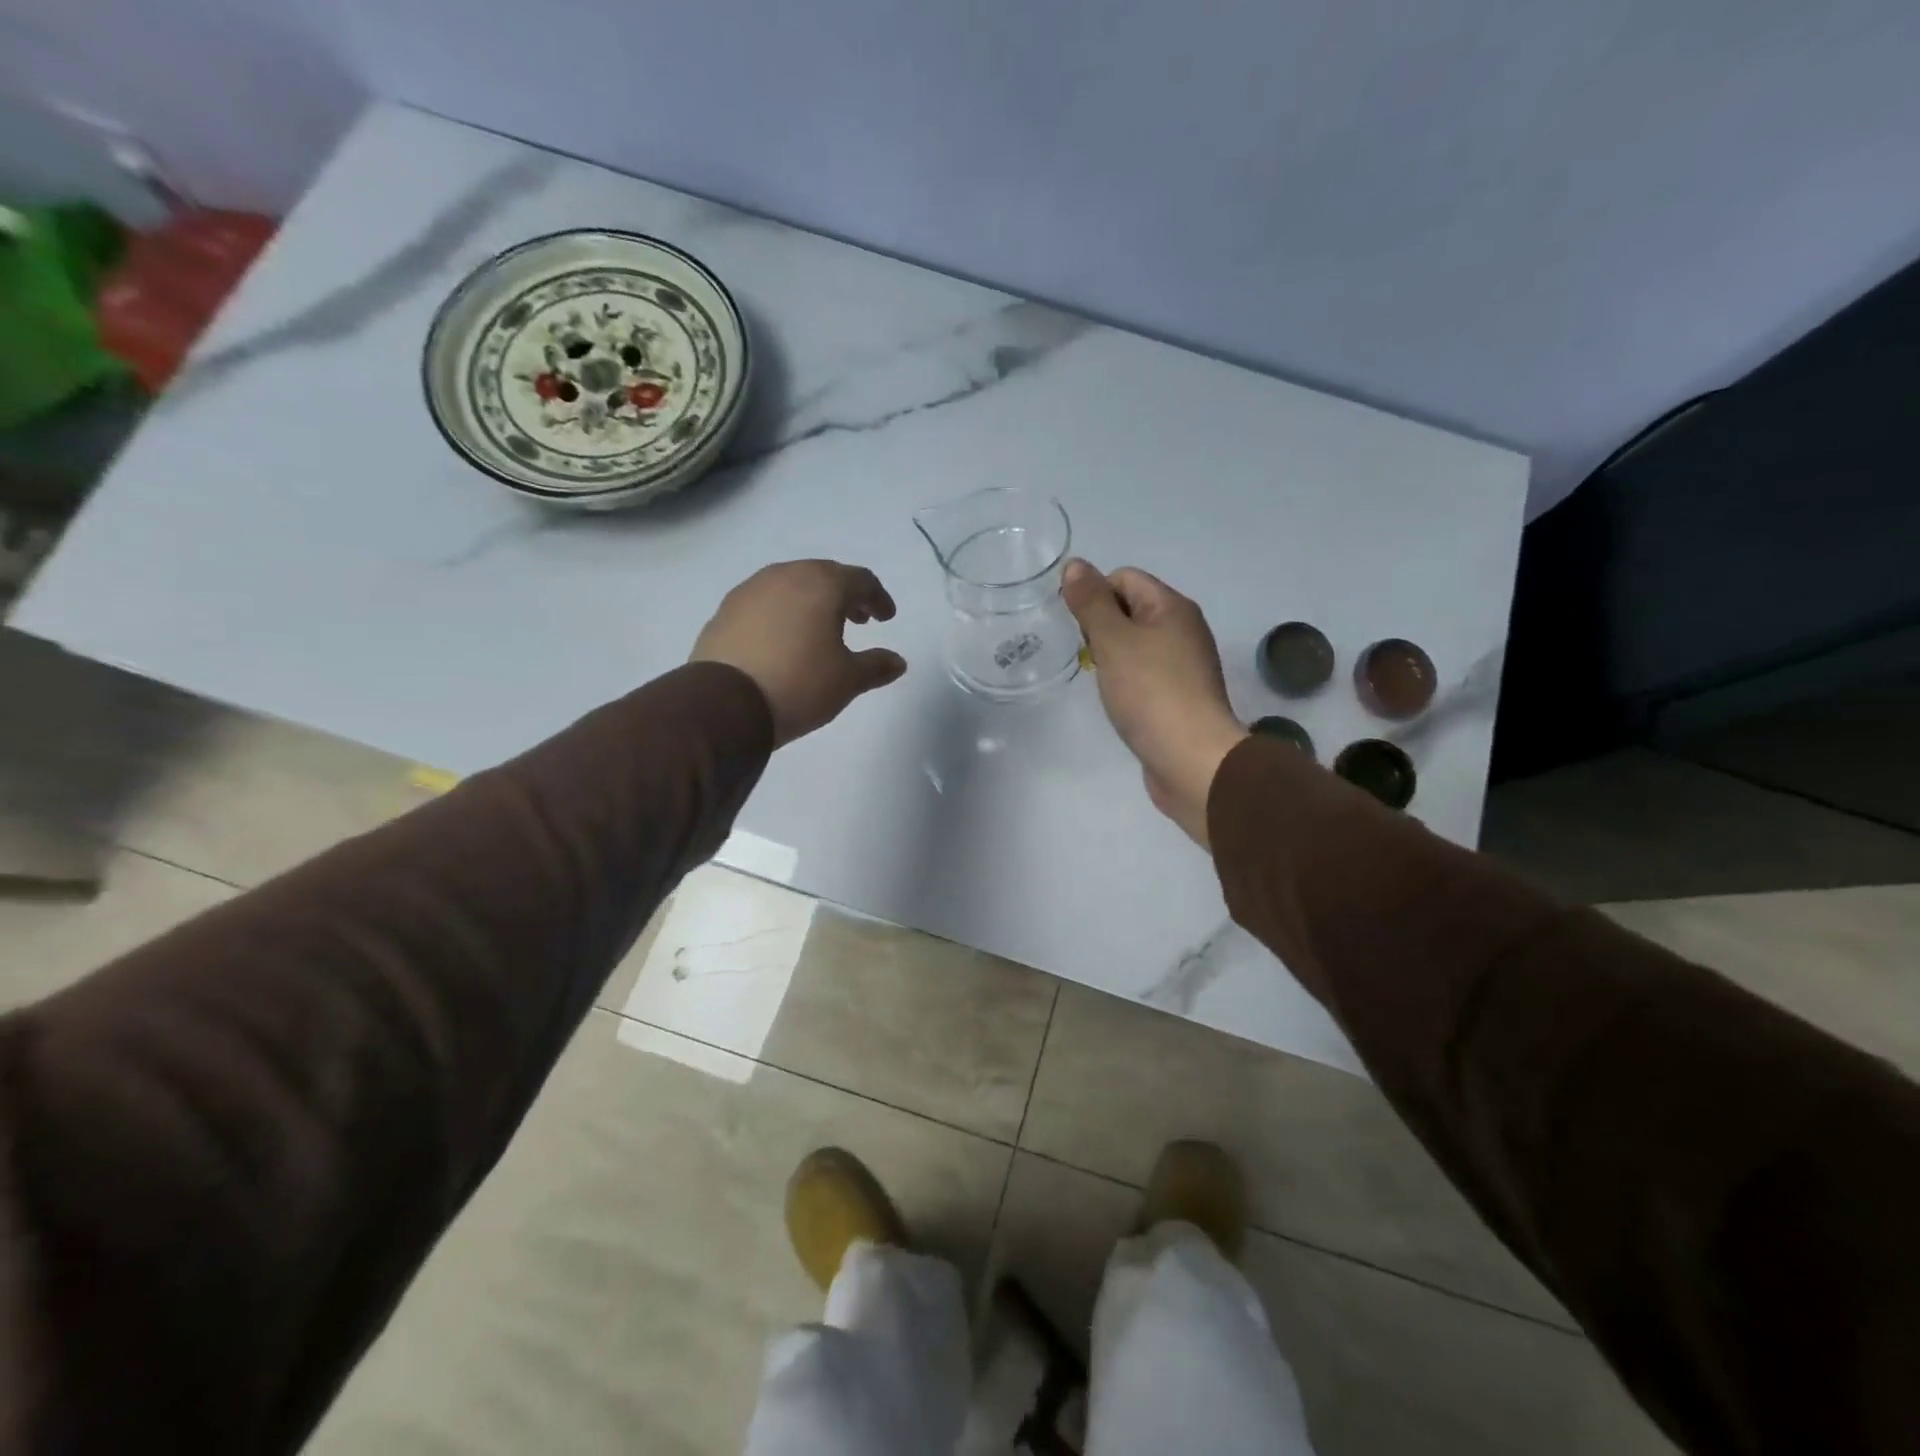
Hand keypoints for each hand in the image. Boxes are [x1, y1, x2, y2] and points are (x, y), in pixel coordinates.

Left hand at [692, 560, 907, 745]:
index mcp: (822, 584)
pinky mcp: (725, 611)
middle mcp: (785, 576)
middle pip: (824, 575)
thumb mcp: (848, 680)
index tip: (886, 618)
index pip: (860, 579)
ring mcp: (750, 590)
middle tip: (858, 619)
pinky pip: (764, 603)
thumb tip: (898, 662)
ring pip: (791, 585)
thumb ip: (876, 666)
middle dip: (845, 595)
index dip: (878, 598)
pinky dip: (782, 613)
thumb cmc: (799, 684)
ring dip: (811, 601)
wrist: (725, 704)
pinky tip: (783, 639)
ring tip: (820, 629)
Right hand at [1062, 559, 1247, 846]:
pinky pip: (1146, 674)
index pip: (1124, 578)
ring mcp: (1185, 665)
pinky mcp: (1180, 697)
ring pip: (1137, 645)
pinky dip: (1128, 682)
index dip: (1095, 595)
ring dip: (1113, 657)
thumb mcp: (1114, 641)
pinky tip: (1120, 702)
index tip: (1080, 630)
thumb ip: (1091, 602)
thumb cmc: (1151, 693)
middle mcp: (1184, 629)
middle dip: (1102, 627)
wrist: (1193, 760)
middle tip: (1091, 658)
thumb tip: (1075, 565)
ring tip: (1103, 682)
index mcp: (1172, 607)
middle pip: (1131, 609)